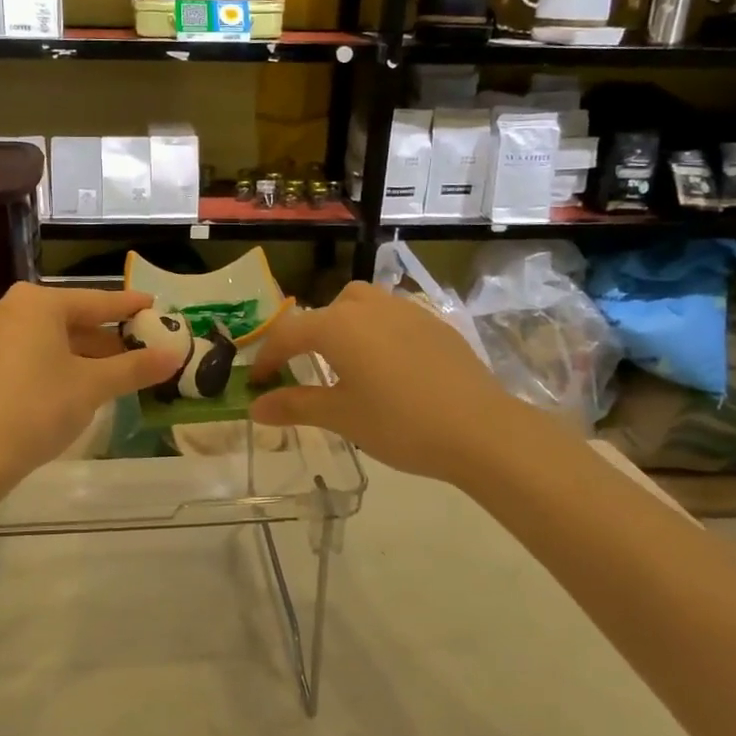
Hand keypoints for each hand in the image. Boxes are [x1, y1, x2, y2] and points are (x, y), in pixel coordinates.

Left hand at [0, 283, 184, 482]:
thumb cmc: (39, 408)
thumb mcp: (93, 386)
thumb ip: (135, 367)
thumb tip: (175, 355)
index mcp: (36, 303)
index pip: (95, 301)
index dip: (129, 307)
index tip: (155, 305)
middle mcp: (10, 308)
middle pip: (72, 318)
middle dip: (108, 335)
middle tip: (143, 346)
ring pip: (52, 337)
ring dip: (86, 352)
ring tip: (121, 368)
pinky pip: (32, 351)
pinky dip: (60, 361)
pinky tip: (83, 380)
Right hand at [248, 281, 564, 483]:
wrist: (480, 430)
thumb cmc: (399, 424)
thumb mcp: (341, 417)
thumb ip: (295, 406)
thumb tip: (254, 407)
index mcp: (338, 326)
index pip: (288, 334)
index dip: (268, 358)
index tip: (257, 383)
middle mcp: (369, 307)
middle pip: (328, 310)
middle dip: (310, 335)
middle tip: (305, 369)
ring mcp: (407, 311)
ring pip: (364, 304)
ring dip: (346, 326)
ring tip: (348, 363)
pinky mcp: (435, 324)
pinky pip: (394, 318)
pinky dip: (379, 333)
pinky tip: (390, 368)